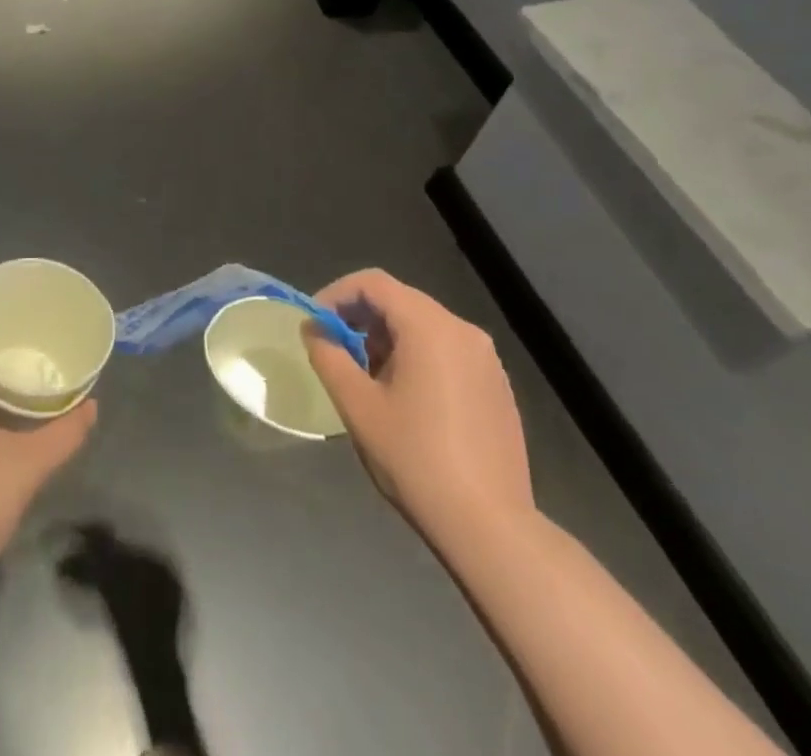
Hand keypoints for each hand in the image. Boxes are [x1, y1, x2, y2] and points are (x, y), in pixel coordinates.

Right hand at [305, 269, 533, 551]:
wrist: (490, 527)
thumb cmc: (416, 459)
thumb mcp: (358, 406)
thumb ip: (329, 357)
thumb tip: (313, 330)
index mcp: (430, 327)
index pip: (374, 283)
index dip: (337, 294)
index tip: (315, 323)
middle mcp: (463, 330)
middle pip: (401, 301)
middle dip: (361, 317)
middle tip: (335, 350)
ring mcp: (486, 359)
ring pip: (424, 326)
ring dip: (387, 338)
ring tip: (365, 376)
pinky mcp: (496, 386)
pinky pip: (447, 350)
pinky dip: (416, 356)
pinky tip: (404, 398)